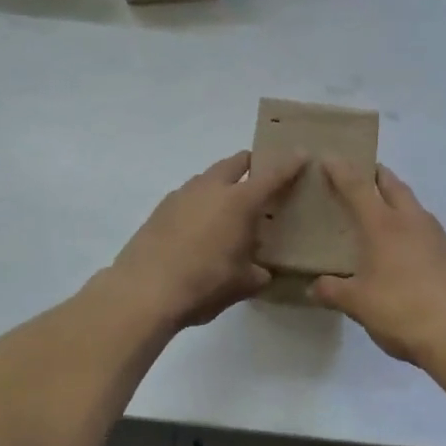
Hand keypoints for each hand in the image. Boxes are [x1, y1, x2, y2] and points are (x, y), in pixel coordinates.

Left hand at [108, 151, 306, 328]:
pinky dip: (201, 202)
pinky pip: (189, 195)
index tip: (302, 154)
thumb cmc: (203, 284)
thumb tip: (262, 272)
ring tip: (229, 207)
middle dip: (251, 164)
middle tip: (262, 178)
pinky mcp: (160, 209)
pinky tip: (200, 227)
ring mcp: (182, 195)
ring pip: (209, 177)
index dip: (289, 163)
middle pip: (235, 162)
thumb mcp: (241, 284)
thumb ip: (258, 273)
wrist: (143, 290)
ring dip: (222, 183)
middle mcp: (211, 188)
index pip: (272, 175)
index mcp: (239, 202)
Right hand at [310, 162, 445, 364]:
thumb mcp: (357, 304)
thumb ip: (333, 291)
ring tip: (382, 209)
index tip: (330, 158)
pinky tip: (406, 244)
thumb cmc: (400, 310)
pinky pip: (426, 227)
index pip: (357, 187)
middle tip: (361, 174)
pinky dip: (412, 224)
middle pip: (392, 185)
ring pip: (413, 204)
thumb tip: (314, 286)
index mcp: (382, 225)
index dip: (342, 170)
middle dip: (376, 175)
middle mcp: (410, 220)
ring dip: (397, 198)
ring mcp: (436, 234)